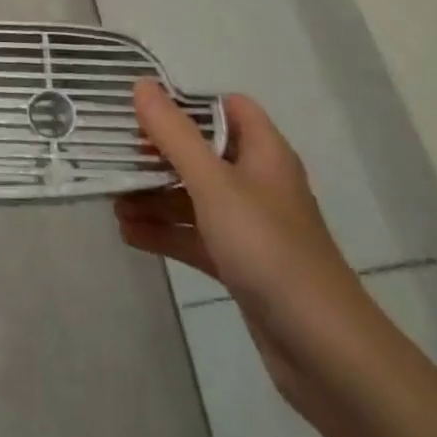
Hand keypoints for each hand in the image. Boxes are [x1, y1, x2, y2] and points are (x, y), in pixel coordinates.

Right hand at [116, 85, 369, 408]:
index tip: (143, 108)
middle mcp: (257, 182)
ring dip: (154, 195)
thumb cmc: (268, 248)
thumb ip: (174, 134)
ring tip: (111, 199)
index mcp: (263, 153)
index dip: (188, 102)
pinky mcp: (241, 264)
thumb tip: (142, 84)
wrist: (325, 352)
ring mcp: (249, 226)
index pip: (227, 107)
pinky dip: (164, 231)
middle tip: (115, 152)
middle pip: (202, 151)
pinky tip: (127, 233)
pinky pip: (195, 235)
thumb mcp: (213, 183)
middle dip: (158, 152)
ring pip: (194, 196)